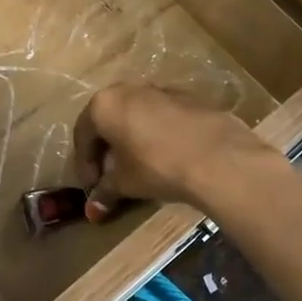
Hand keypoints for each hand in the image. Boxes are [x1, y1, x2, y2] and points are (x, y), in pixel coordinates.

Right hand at [72, 84, 272, 220]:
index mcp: (103, 104)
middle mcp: (128, 89)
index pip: (83, 136)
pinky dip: (156, 135)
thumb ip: (105, 192)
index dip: (84, 165)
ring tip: (139, 167)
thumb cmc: (156, 166)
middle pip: (109, 121)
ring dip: (131, 140)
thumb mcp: (125, 183)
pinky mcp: (189, 98)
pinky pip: (161, 117)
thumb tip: (92, 212)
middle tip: (110, 176)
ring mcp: (160, 90)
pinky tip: (166, 157)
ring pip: (136, 116)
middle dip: (107, 150)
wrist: (218, 157)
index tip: (91, 187)